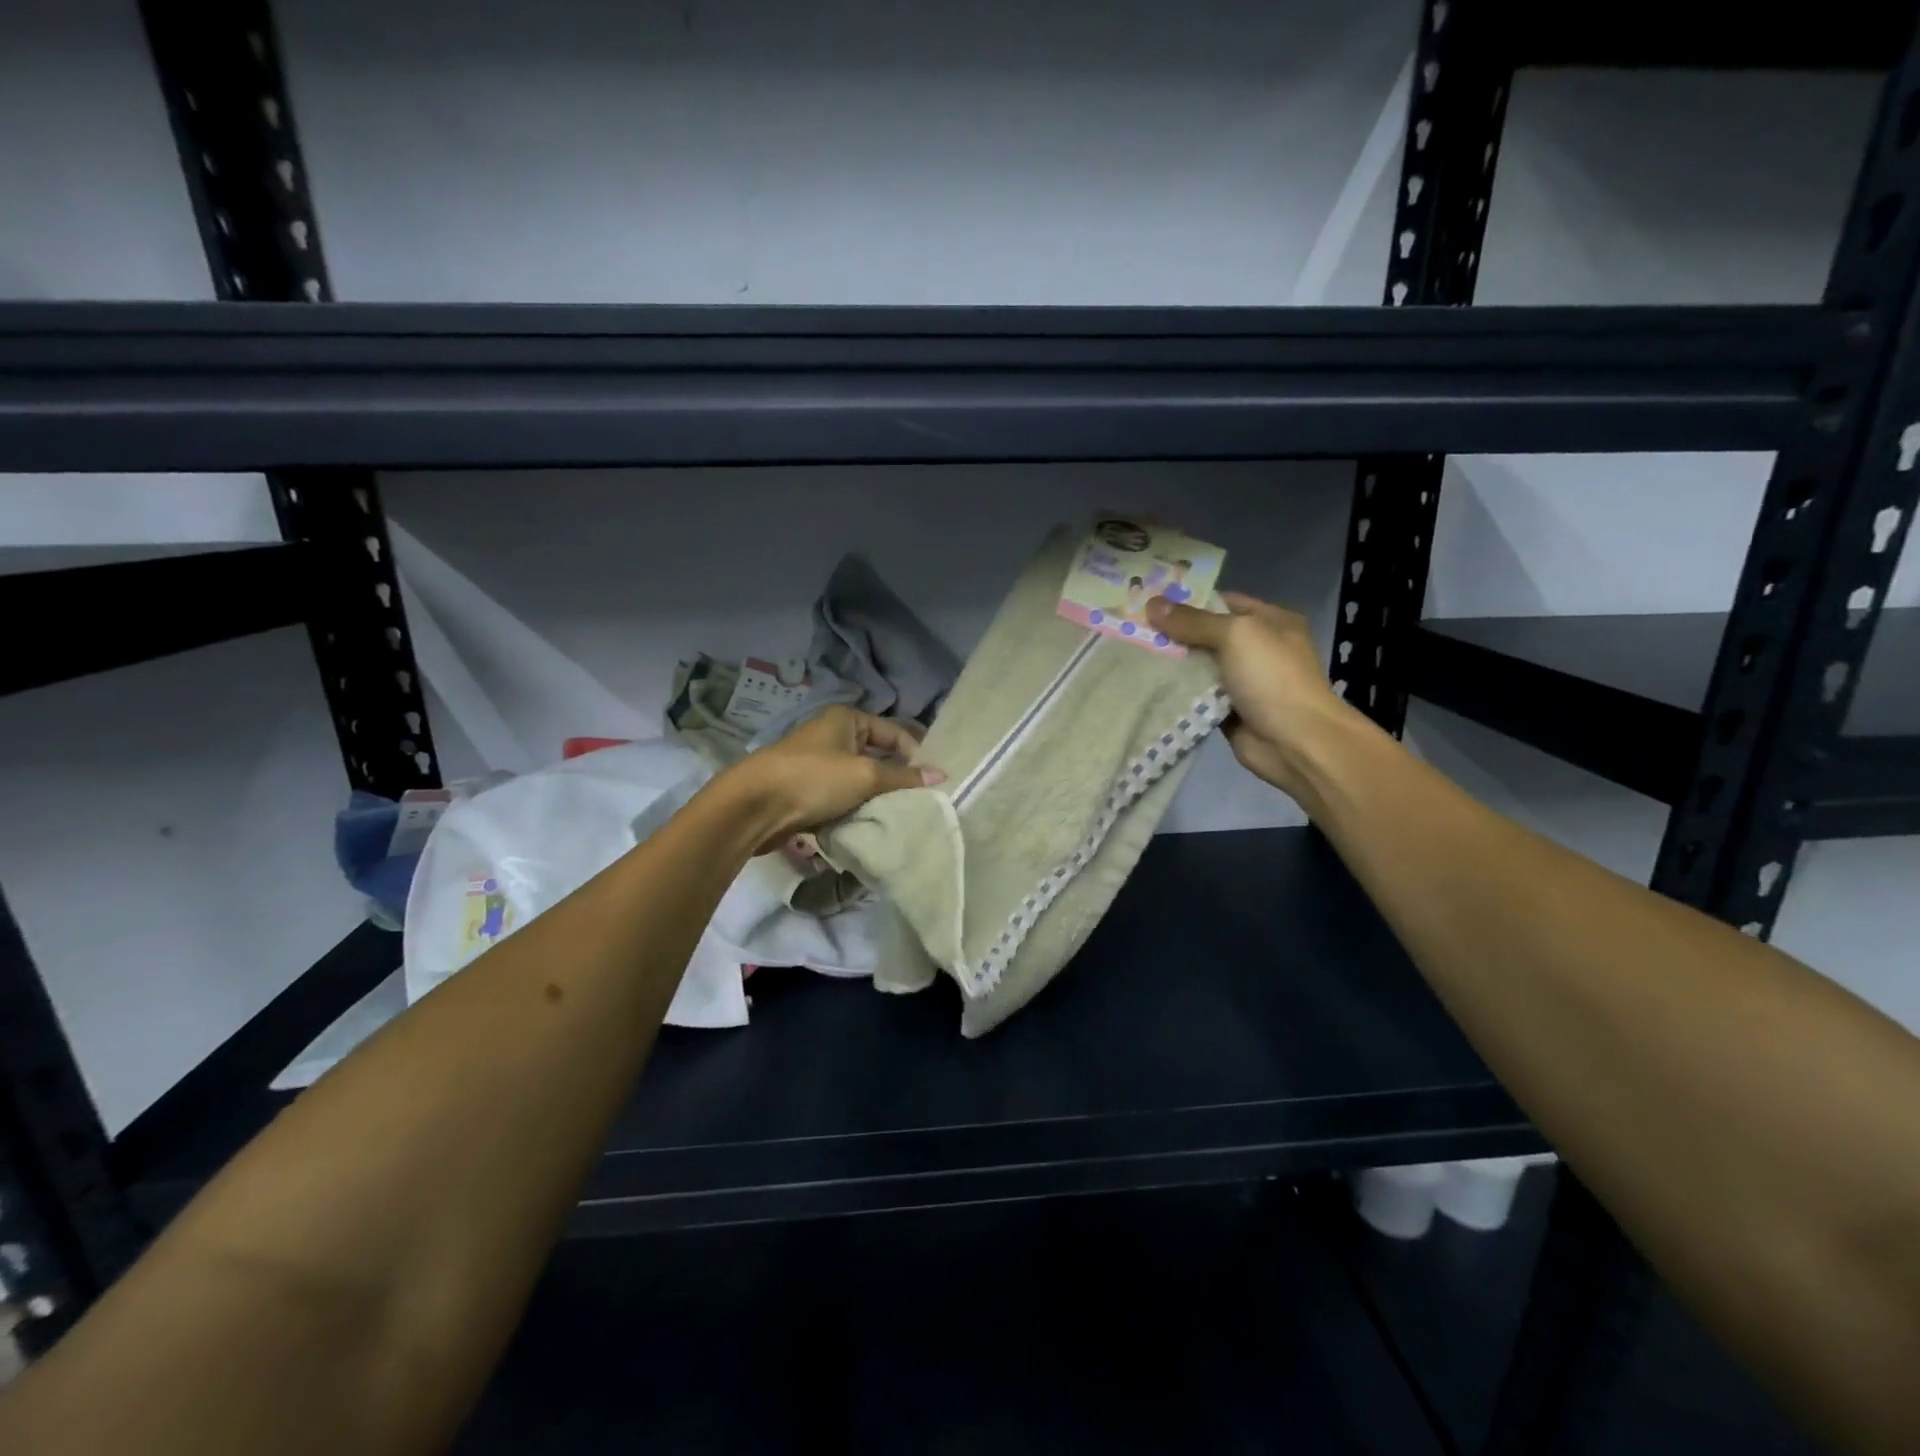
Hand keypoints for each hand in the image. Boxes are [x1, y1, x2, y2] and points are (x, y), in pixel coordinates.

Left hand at [729, 704, 945, 852]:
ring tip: (898, 816)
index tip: (933, 781)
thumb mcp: (864, 775)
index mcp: (847, 719)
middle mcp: (834, 736)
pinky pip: (842, 798)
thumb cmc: (813, 779)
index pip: (894, 732)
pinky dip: (855, 810)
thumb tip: (941, 776)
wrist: (754, 806)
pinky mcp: (808, 791)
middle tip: (920, 801)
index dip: (915, 753)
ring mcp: (819, 764)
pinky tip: (870, 825)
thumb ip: (903, 777)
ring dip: (875, 798)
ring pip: (860, 781)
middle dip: (896, 779)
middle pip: (878, 756)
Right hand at [1146, 592, 1356, 800]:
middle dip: (1172, 633)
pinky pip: (1196, 696)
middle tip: (1132, 629)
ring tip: (1130, 655)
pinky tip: (1146, 685)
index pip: (1221, 602)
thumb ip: (1193, 621)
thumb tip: (1152, 604)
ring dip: (1170, 664)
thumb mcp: (1236, 636)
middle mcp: (1257, 648)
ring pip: (1198, 666)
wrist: (1295, 742)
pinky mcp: (1228, 710)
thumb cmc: (1272, 678)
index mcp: (1269, 621)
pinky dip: (1176, 693)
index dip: (1186, 601)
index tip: (1148, 602)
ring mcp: (1242, 681)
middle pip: (1206, 634)